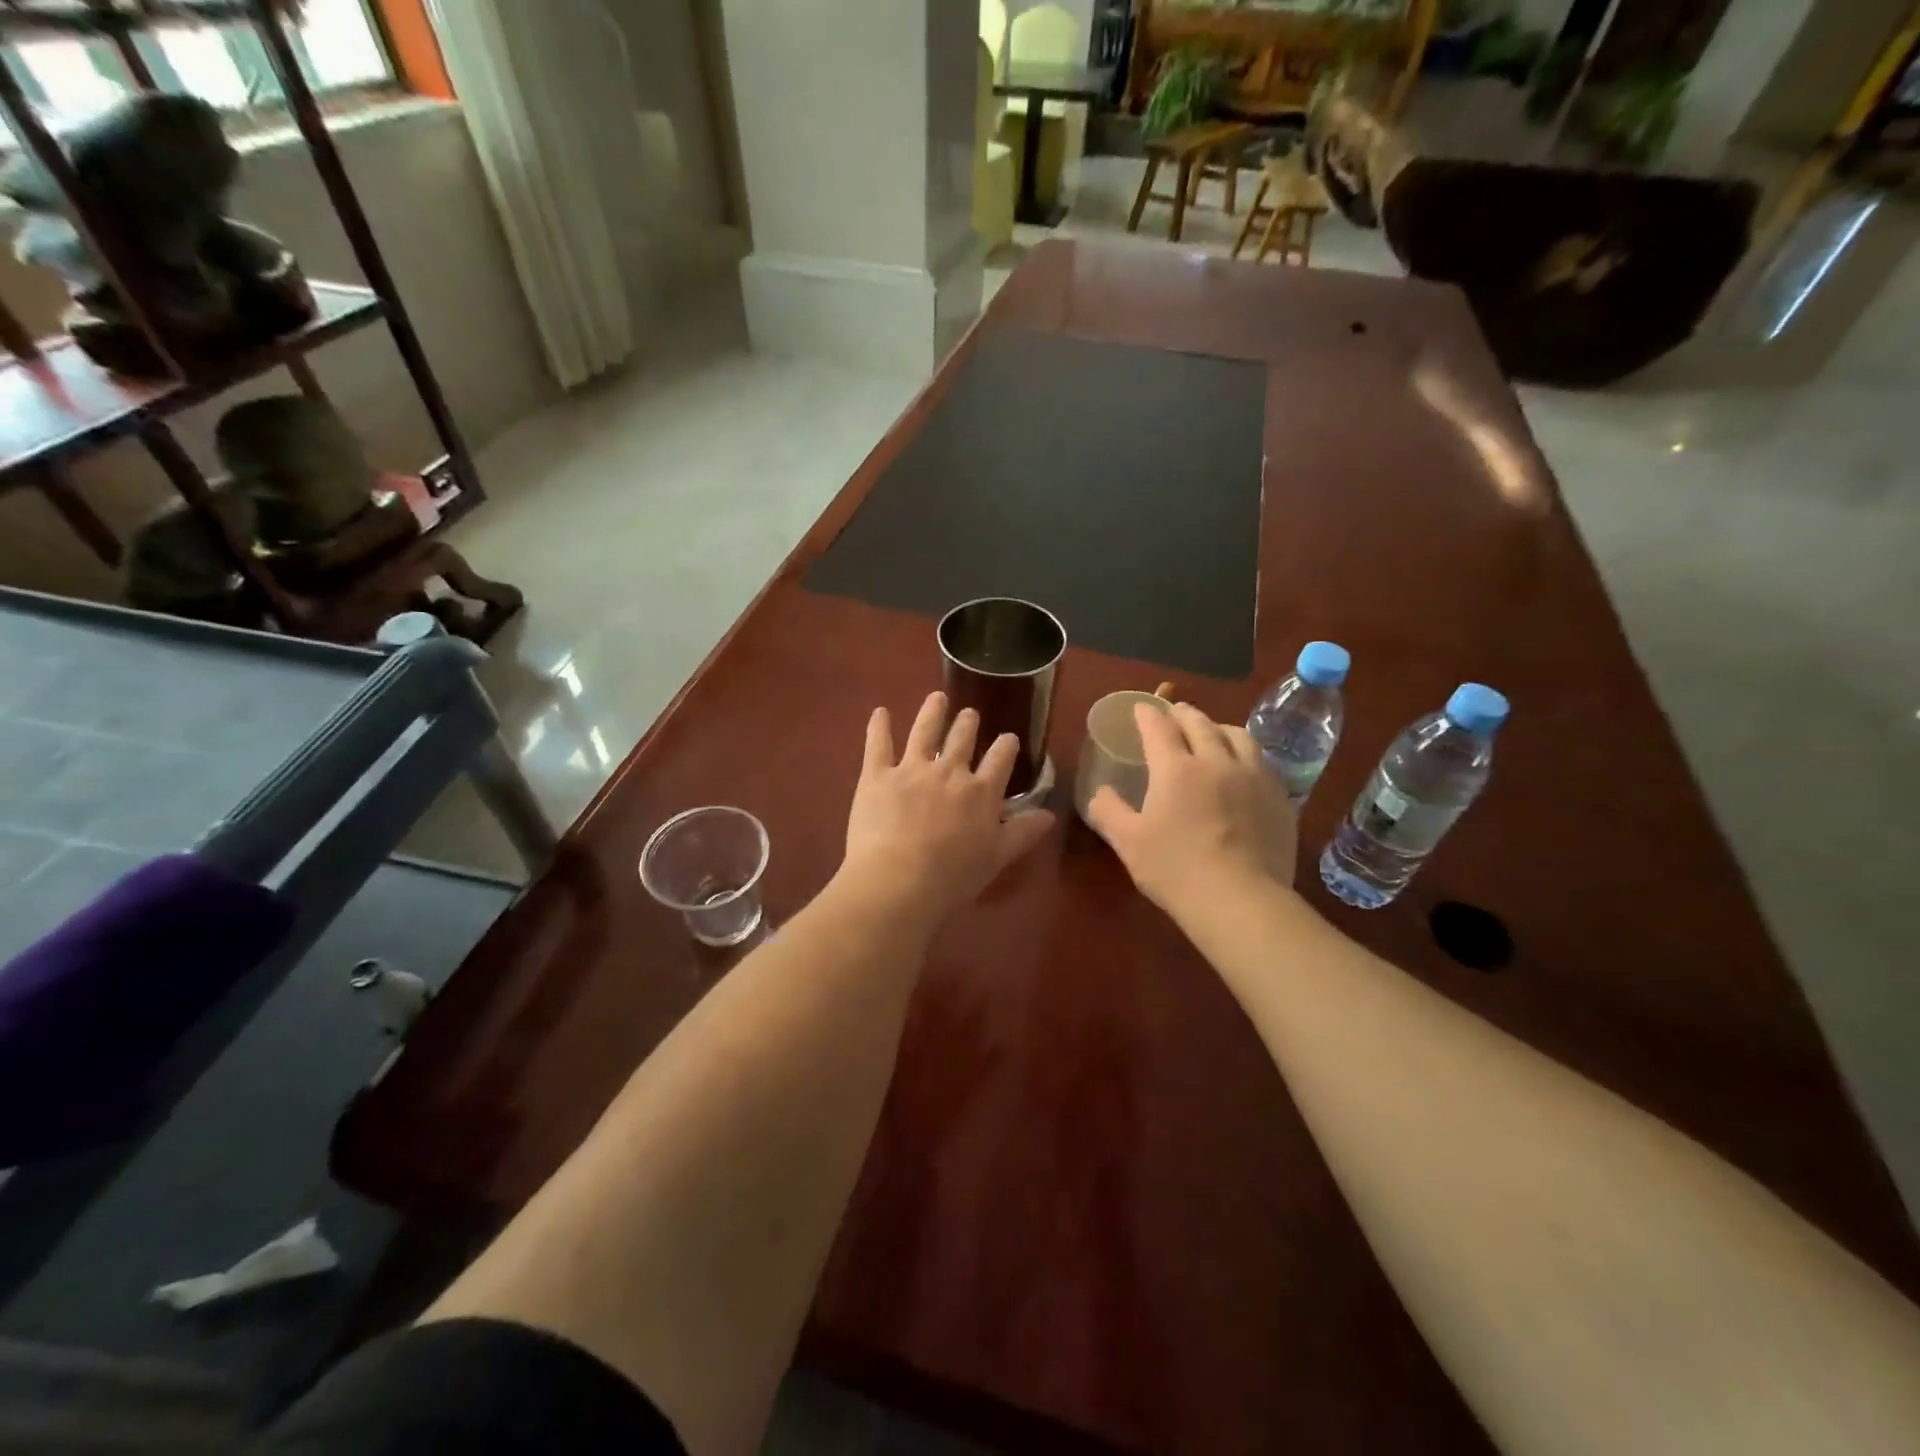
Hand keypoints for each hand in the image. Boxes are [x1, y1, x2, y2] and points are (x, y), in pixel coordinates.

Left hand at [838, 692, 1054, 925]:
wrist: (899, 881)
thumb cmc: (952, 877)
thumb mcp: (997, 857)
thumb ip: (1023, 832)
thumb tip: (1050, 814)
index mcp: (981, 792)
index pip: (1000, 759)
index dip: (1006, 746)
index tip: (1008, 738)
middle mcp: (950, 772)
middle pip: (962, 739)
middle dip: (968, 724)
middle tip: (969, 714)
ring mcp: (912, 769)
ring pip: (925, 731)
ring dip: (932, 712)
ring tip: (936, 698)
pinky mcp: (877, 775)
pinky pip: (878, 744)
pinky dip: (879, 726)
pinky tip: (880, 712)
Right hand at [1086, 702, 1296, 913]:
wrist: (1241, 900)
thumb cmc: (1176, 869)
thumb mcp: (1127, 842)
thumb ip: (1108, 811)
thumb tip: (1099, 791)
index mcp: (1176, 768)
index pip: (1159, 727)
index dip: (1147, 714)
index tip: (1140, 709)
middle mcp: (1216, 760)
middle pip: (1200, 723)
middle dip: (1182, 713)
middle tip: (1174, 713)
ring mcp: (1253, 777)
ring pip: (1238, 735)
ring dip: (1219, 727)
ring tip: (1213, 732)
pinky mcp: (1279, 797)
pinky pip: (1262, 761)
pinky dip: (1246, 753)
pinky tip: (1244, 767)